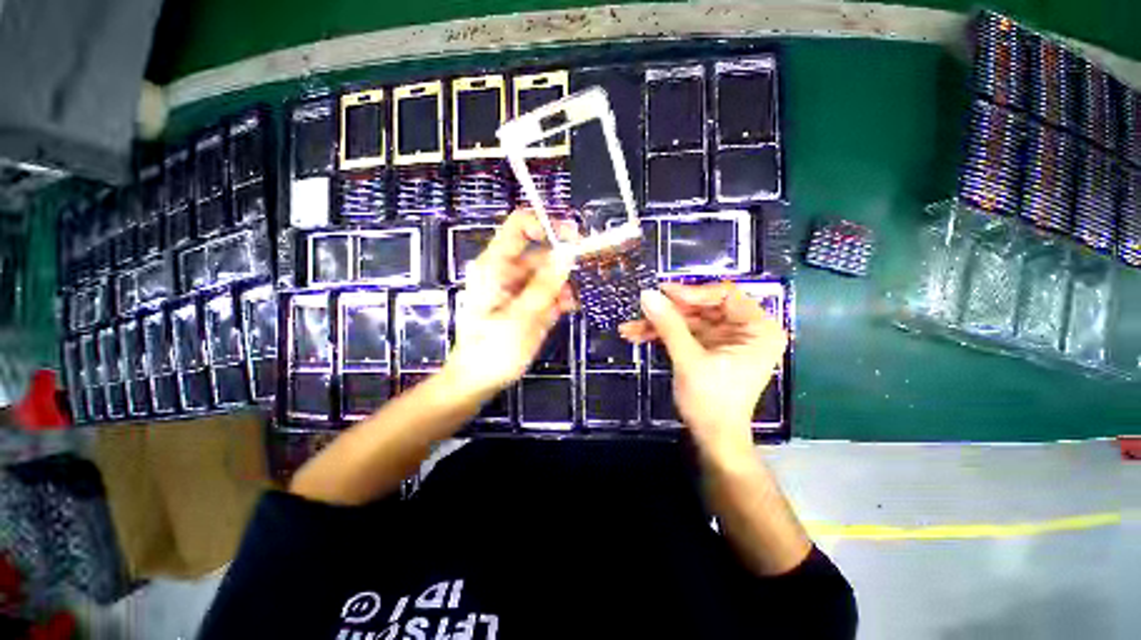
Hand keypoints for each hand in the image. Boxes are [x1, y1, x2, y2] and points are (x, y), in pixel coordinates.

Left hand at [446, 210, 576, 397]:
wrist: (479, 381)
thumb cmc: (492, 350)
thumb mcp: (520, 317)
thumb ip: (544, 286)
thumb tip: (567, 254)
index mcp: (496, 266)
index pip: (519, 227)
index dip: (545, 225)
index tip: (573, 238)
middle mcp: (508, 272)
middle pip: (540, 251)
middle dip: (562, 260)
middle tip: (582, 271)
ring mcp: (519, 289)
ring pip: (548, 273)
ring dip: (563, 283)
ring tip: (569, 301)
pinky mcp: (528, 304)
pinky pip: (549, 292)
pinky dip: (560, 297)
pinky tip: (567, 308)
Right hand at [621, 282, 786, 460]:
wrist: (712, 438)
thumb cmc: (711, 401)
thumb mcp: (689, 360)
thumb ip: (669, 325)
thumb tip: (647, 294)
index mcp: (758, 329)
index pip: (725, 295)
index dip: (692, 292)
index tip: (662, 292)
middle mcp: (744, 329)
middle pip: (702, 307)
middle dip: (668, 311)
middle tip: (641, 309)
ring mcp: (725, 338)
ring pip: (688, 320)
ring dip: (659, 324)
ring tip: (629, 328)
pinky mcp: (709, 347)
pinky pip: (684, 333)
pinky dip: (662, 334)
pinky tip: (637, 335)